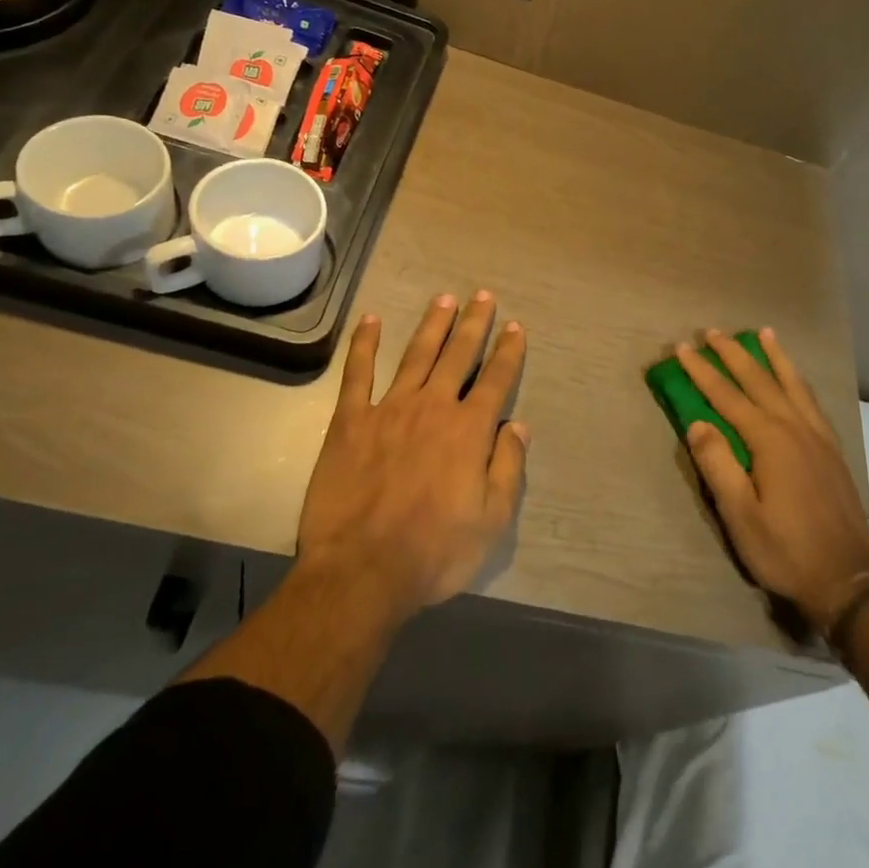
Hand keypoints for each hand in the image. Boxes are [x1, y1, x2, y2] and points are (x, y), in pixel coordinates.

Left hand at [297, 291, 527, 622]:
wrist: (361, 571)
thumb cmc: (434, 551)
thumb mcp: (491, 521)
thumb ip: (508, 468)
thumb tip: (517, 426)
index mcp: (469, 431)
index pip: (496, 380)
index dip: (509, 352)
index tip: (516, 327)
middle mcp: (433, 408)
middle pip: (458, 355)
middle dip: (474, 324)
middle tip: (483, 295)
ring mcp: (389, 410)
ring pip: (416, 355)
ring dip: (433, 324)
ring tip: (445, 298)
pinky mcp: (350, 422)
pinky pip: (358, 374)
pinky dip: (365, 345)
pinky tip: (371, 320)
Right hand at [678, 327, 868, 631]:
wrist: (847, 579)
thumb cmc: (785, 550)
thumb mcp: (740, 516)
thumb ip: (718, 465)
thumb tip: (697, 423)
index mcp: (769, 440)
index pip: (727, 396)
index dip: (702, 371)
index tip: (682, 348)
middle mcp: (795, 427)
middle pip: (759, 380)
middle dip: (733, 354)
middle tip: (712, 331)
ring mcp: (818, 436)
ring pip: (792, 383)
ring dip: (773, 356)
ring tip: (762, 333)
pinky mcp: (832, 449)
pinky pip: (812, 400)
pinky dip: (798, 379)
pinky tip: (795, 377)